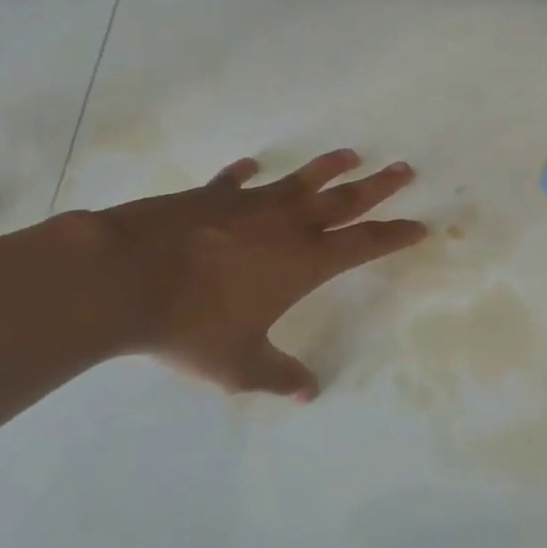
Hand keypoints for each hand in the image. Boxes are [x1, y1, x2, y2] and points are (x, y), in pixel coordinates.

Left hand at [71, 150, 425, 399]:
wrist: (127, 277)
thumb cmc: (192, 324)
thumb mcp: (238, 364)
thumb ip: (276, 376)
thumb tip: (308, 393)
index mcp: (304, 262)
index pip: (364, 244)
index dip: (394, 235)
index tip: (419, 224)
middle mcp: (287, 225)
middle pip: (345, 201)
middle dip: (379, 187)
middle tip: (405, 169)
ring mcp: (249, 204)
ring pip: (300, 180)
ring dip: (328, 168)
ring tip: (351, 155)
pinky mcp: (211, 195)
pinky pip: (235, 182)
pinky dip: (244, 175)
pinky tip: (250, 166)